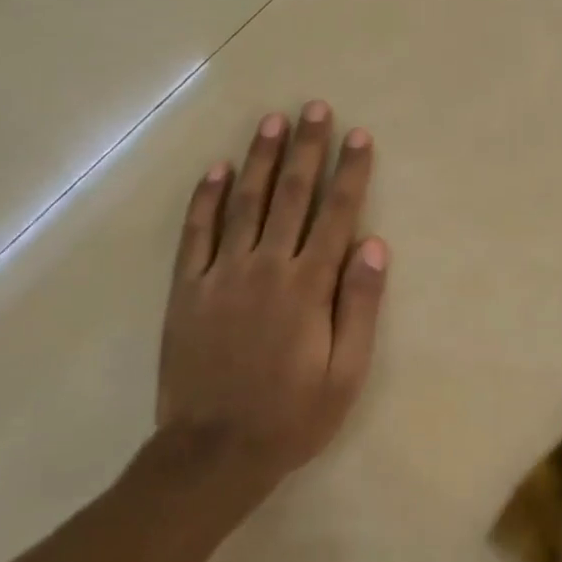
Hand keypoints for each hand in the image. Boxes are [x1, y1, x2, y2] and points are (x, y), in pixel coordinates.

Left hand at [157, 101, 386, 486]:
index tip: (359, 136)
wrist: (211, 454)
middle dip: (307, 149)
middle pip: (292, 195)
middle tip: (315, 108)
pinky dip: (204, 198)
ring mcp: (221, 274)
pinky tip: (215, 169)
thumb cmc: (291, 415)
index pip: (336, 214)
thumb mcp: (345, 373)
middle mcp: (266, 267)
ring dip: (261, 159)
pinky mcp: (187, 289)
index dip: (350, 172)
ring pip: (244, 203)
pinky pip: (195, 233)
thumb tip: (374, 244)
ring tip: (272, 122)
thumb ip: (359, 305)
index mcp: (308, 286)